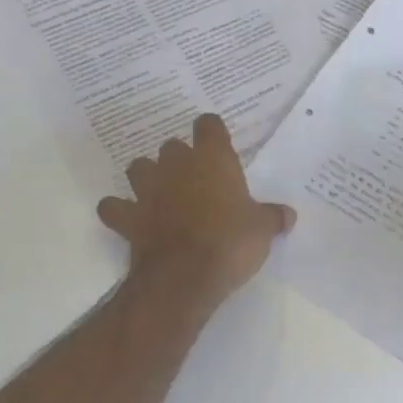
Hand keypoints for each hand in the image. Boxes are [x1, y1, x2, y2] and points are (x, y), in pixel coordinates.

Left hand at [96, 114, 296, 307]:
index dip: (213, 133)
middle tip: (197, 181)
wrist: (185, 276)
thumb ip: (273, 217)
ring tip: (162, 194)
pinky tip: (130, 219)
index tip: (219, 147)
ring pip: (139, 168)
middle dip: (181, 160)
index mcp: (213, 160)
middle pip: (172, 147)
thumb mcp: (263, 230)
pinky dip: (119, 211)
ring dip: (148, 178)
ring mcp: (148, 190)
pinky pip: (114, 207)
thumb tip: (288, 215)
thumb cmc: (231, 242)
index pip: (208, 125)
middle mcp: (176, 166)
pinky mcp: (127, 217)